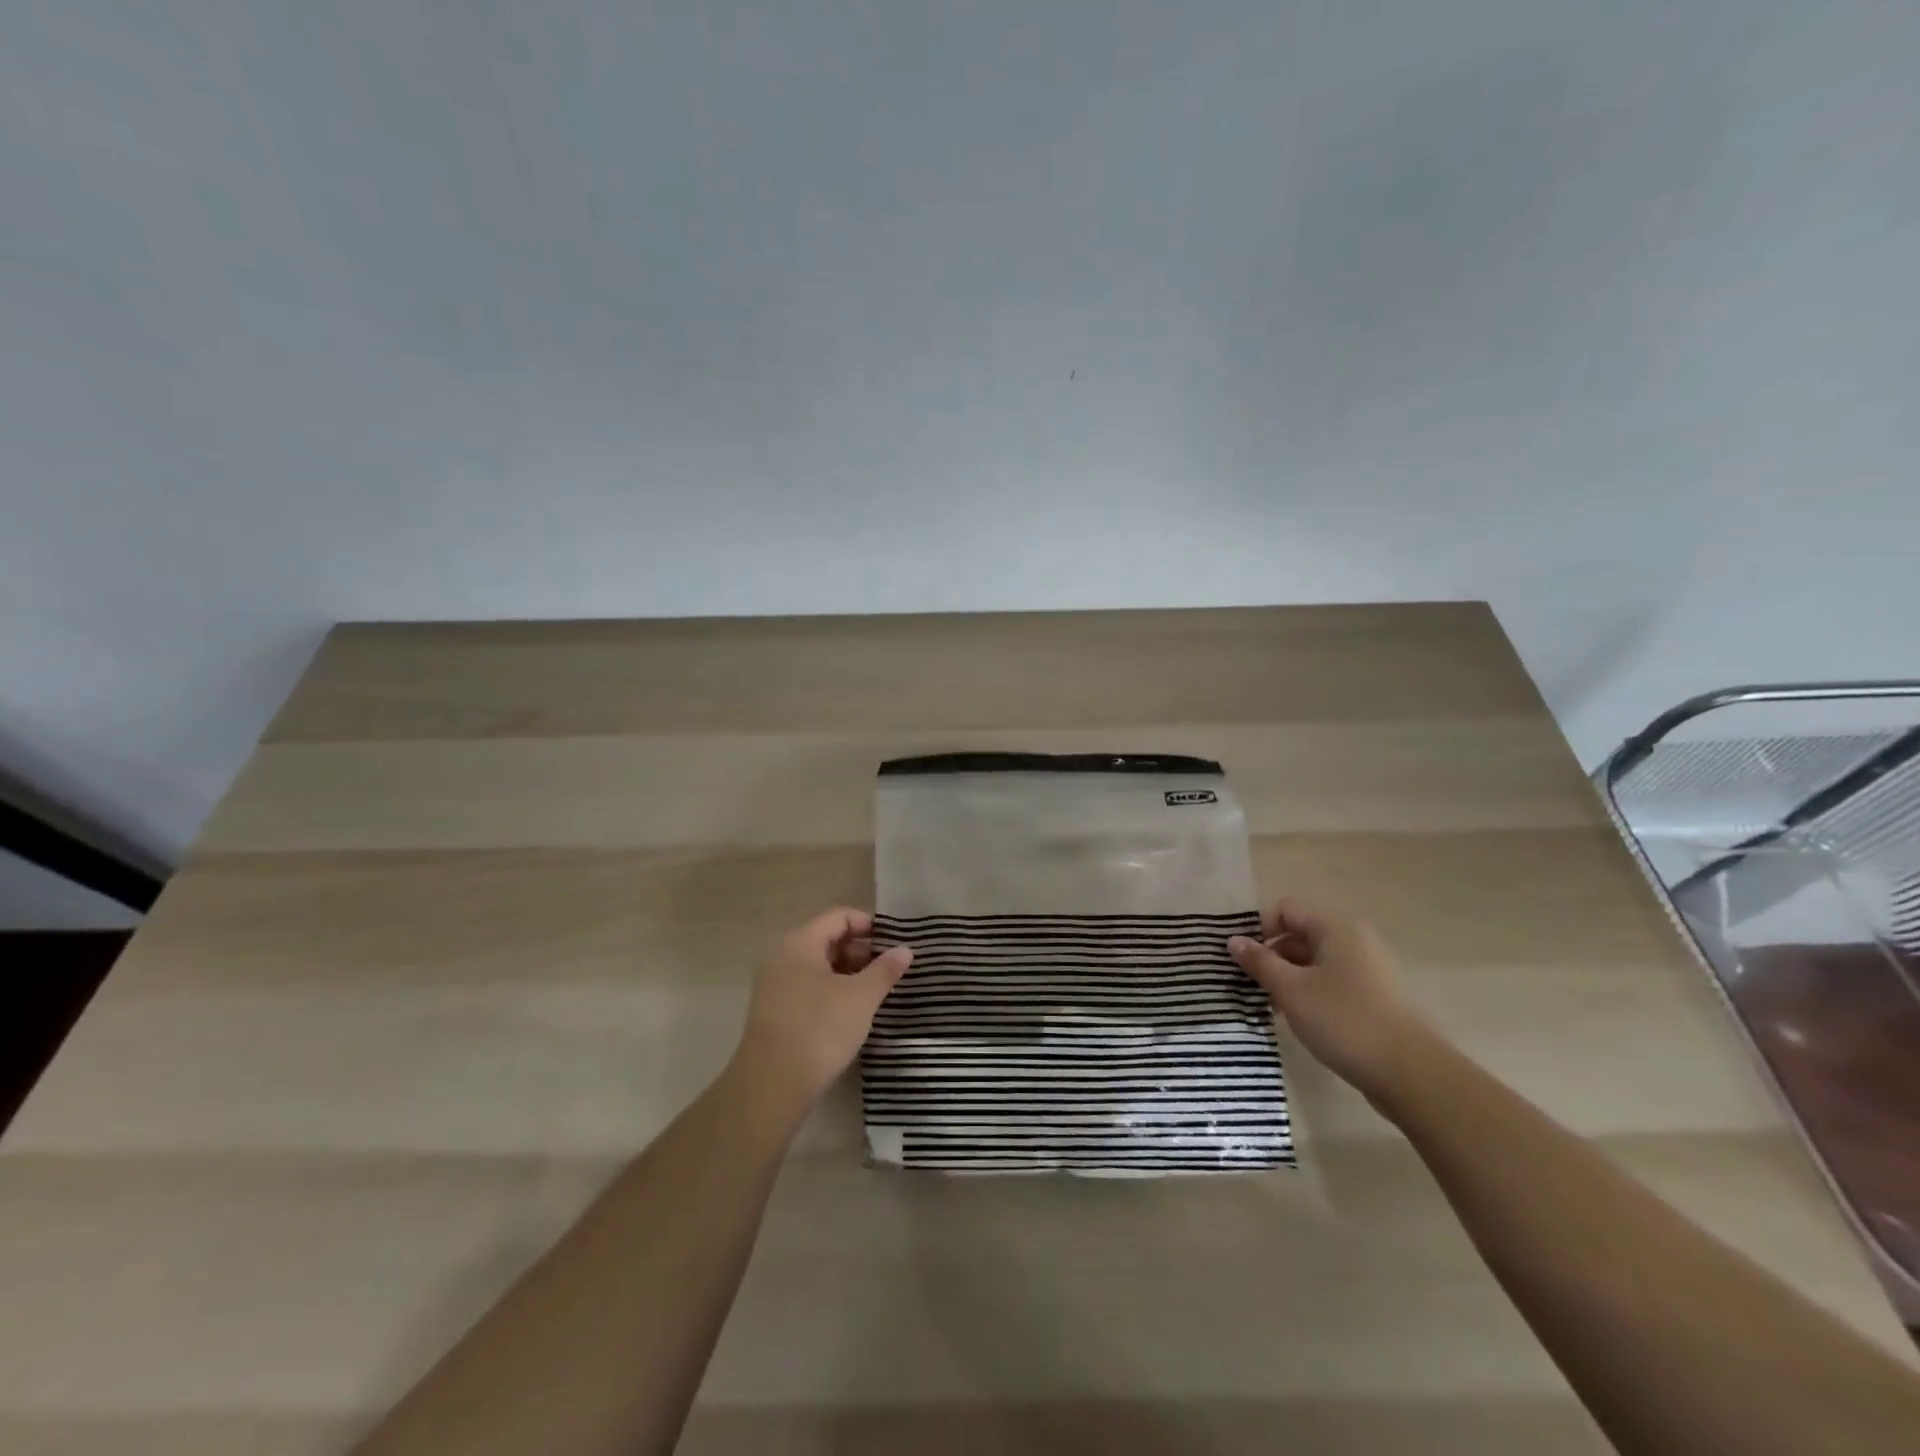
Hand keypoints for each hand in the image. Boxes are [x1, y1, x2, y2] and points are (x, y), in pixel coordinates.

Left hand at [731, 908, 912, 1109]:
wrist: (772, 1085)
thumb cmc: (820, 1028)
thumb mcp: (861, 997)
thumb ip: (885, 969)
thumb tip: (904, 950)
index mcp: (800, 943)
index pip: (839, 916)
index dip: (868, 925)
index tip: (893, 944)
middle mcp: (782, 957)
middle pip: (827, 939)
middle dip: (861, 951)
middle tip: (888, 971)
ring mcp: (774, 986)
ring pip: (818, 967)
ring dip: (848, 974)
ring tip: (875, 993)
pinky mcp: (774, 1012)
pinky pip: (808, 988)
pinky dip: (832, 992)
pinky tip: (852, 1013)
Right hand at [1228, 899, 1432, 1098]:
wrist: (1410, 1073)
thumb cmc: (1343, 1020)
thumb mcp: (1291, 989)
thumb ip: (1259, 962)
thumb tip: (1234, 940)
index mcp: (1335, 927)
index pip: (1285, 910)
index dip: (1260, 930)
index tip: (1245, 960)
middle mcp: (1354, 939)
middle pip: (1299, 934)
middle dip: (1272, 957)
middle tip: (1251, 986)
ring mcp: (1367, 968)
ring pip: (1314, 961)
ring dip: (1288, 978)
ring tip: (1271, 1006)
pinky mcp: (1374, 996)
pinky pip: (1331, 981)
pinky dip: (1310, 992)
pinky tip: (1298, 1018)